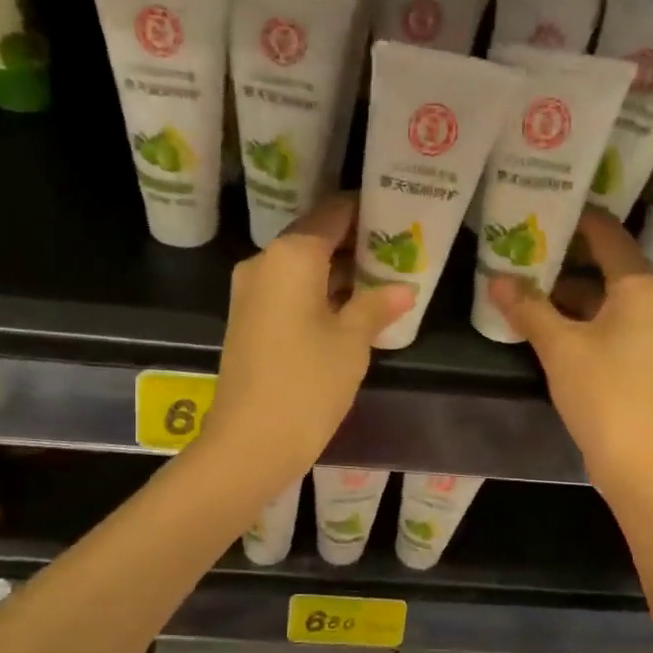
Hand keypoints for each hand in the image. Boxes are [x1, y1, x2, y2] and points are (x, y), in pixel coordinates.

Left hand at [205, 193, 414, 480]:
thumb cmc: (307, 383)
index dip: (367, 210)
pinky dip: (320, 294)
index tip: (399, 213)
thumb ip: (377, 306)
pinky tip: (353, 308)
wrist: (250, 442)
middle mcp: (265, 263)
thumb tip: (403, 288)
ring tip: (385, 278)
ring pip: (303, 269)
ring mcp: (251, 294)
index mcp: (291, 255)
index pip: (334, 213)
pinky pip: (290, 293)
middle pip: (316, 238)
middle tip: (400, 249)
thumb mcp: (352, 342)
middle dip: (356, 244)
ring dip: (340, 273)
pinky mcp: (249, 322)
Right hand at [490, 207, 652, 498]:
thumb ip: (528, 308)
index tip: (544, 206)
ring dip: (570, 292)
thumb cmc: (604, 392)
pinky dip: (582, 318)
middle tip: (525, 245)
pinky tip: (548, 324)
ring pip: (607, 299)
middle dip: (566, 258)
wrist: (643, 460)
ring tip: (526, 284)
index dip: (577, 219)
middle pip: (608, 266)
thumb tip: (497, 279)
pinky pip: (611, 324)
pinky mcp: (645, 360)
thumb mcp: (559, 346)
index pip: (608, 235)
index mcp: (641, 287)